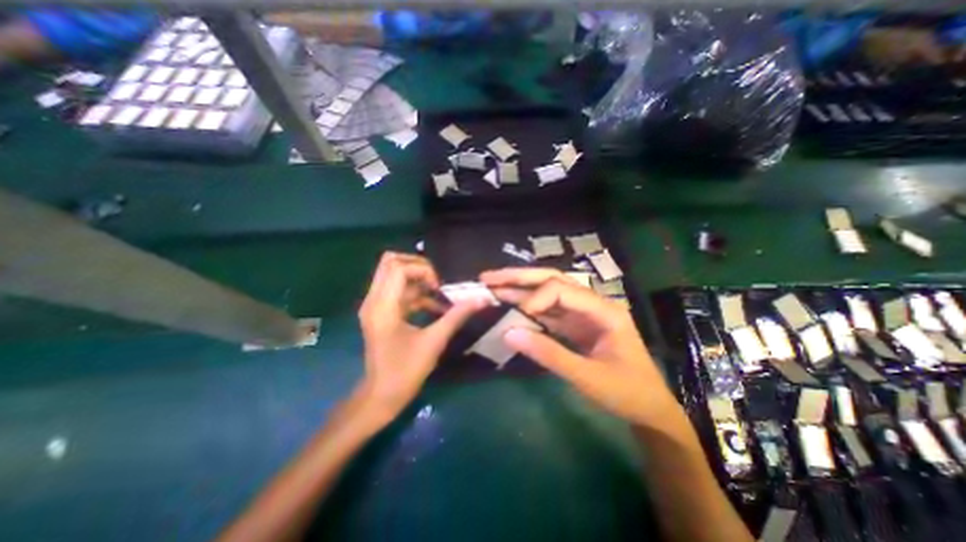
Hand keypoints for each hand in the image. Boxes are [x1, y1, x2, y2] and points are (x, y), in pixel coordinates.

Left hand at [358, 251, 487, 423]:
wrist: (381, 396)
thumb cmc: (405, 371)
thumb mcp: (434, 341)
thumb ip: (457, 316)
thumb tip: (481, 299)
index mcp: (383, 306)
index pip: (399, 268)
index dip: (423, 270)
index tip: (439, 287)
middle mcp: (374, 300)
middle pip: (390, 263)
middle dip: (417, 266)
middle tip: (436, 280)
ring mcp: (375, 306)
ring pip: (393, 275)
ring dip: (418, 280)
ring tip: (439, 293)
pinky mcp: (380, 313)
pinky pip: (398, 291)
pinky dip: (416, 293)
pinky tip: (435, 307)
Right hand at [481, 268, 678, 428]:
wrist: (648, 408)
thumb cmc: (627, 392)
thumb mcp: (588, 377)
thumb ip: (549, 354)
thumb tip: (509, 334)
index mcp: (604, 310)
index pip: (561, 289)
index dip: (535, 299)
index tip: (517, 318)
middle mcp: (592, 304)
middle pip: (552, 280)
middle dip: (520, 277)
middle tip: (489, 277)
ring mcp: (582, 313)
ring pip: (547, 292)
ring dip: (520, 288)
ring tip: (492, 285)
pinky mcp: (575, 325)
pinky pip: (548, 311)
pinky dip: (527, 307)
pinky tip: (510, 304)